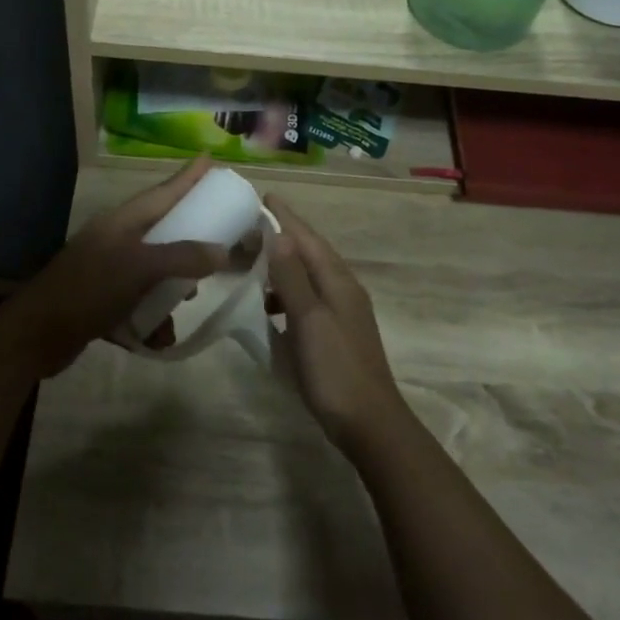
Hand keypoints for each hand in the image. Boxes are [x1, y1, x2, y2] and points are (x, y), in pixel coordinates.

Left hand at [14, 160, 231, 376]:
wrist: (36, 335)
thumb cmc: (89, 290)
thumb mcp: (139, 269)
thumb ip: (182, 257)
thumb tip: (221, 251)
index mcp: (122, 222)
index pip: (162, 192)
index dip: (187, 177)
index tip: (209, 159)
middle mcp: (115, 240)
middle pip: (162, 231)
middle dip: (189, 242)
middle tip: (218, 245)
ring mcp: (107, 270)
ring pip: (153, 272)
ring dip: (171, 291)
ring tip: (187, 302)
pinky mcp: (102, 301)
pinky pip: (138, 304)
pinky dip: (150, 320)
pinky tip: (157, 340)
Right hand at [263, 195, 406, 450]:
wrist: (370, 423)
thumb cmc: (335, 369)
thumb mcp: (309, 319)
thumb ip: (293, 277)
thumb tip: (279, 233)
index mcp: (338, 281)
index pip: (308, 238)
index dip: (286, 217)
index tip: (264, 196)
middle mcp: (343, 290)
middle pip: (310, 253)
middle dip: (282, 236)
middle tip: (249, 226)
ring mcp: (342, 313)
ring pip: (308, 277)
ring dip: (282, 266)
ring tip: (252, 263)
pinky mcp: (336, 333)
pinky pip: (307, 300)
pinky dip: (286, 294)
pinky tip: (268, 306)